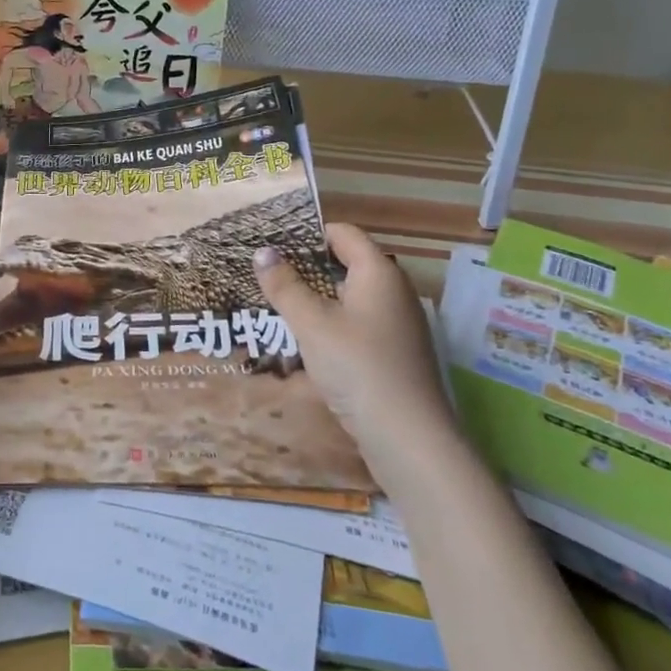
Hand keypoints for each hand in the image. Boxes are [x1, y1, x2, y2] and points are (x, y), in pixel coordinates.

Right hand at [254, 224, 452, 455]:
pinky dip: (331, 326)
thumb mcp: (311, 323)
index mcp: (378, 272)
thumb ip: (285, 286)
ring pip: (349, 298)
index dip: (307, 233)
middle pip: (345, 264)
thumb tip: (262, 252)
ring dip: (315, 300)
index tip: (271, 243)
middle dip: (305, 269)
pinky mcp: (394, 354)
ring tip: (275, 308)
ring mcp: (397, 324)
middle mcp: (393, 291)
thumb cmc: (357, 366)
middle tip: (265, 276)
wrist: (408, 437)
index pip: (342, 233)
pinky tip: (304, 344)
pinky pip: (357, 326)